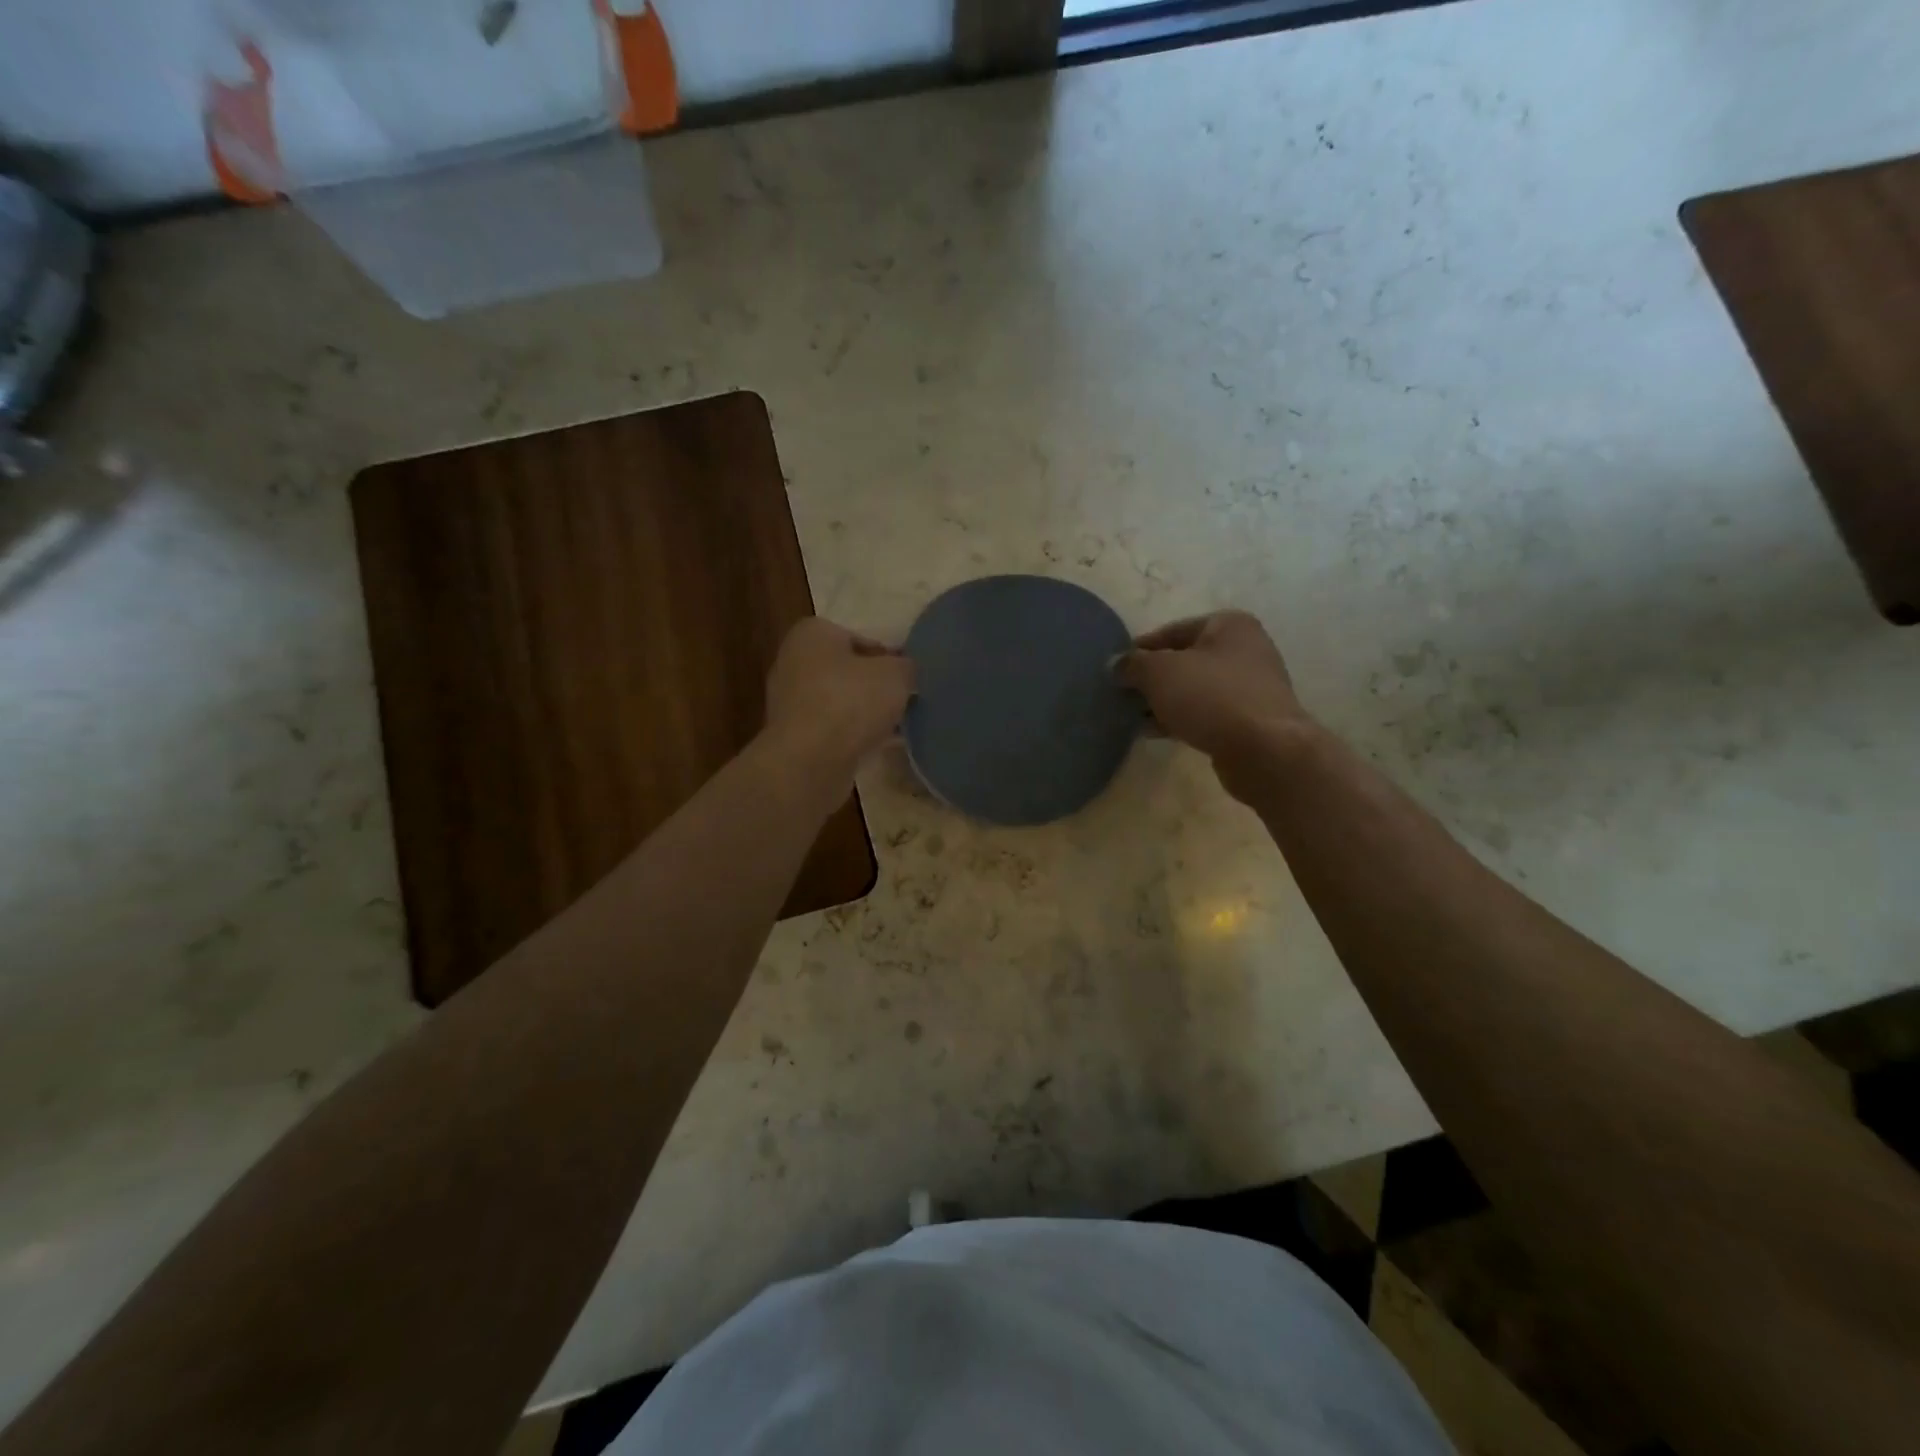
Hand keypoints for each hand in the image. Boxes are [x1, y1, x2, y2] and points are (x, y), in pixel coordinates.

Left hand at [763, 617, 914, 782]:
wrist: (809, 763)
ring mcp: (790, 702)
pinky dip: (854, 735)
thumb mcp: (896, 675)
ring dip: (866, 712)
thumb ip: (906, 666)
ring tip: (898, 725)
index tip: (909, 676)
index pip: (861, 638)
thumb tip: (906, 670)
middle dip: (876, 685)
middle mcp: (794, 662)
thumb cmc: (850, 703)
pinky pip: (833, 729)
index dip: (889, 656)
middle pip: (849, 671)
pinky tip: (880, 746)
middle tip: (907, 699)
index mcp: (812, 634)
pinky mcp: (795, 737)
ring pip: (841, 701)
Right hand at [1118, 610, 1310, 800]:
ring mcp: (1251, 686)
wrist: (1264, 749)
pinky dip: (1182, 719)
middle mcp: (1245, 649)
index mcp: (1228, 625)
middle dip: (1153, 678)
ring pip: (1195, 689)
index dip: (1140, 649)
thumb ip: (1132, 664)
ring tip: (1134, 717)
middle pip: (1185, 660)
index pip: (1172, 631)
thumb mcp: (1159, 672)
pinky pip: (1206, 713)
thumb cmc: (1211, 696)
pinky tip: (1156, 733)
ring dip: (1165, 702)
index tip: (1116, 669)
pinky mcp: (1250, 720)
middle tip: (1123, 695)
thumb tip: (1116, 665)